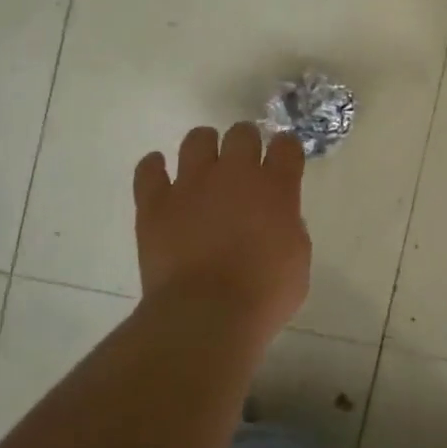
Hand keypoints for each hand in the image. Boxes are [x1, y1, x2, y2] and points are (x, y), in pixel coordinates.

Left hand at [134, 124, 310, 347]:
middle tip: (245, 165)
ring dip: (205, 147)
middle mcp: (234, 174)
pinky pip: (149, 170)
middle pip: (241, 133)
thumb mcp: (297, 260)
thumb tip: (275, 220)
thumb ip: (288, 228)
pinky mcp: (155, 203)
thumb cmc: (264, 294)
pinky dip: (154, 168)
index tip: (284, 159)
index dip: (286, 149)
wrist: (206, 314)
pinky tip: (159, 173)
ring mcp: (191, 184)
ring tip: (205, 166)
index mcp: (276, 188)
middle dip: (246, 143)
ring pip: (197, 140)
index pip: (286, 146)